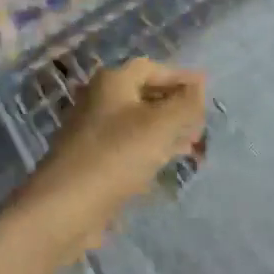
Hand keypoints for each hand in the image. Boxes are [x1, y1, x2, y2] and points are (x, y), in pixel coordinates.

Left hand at [23, 58, 207, 245]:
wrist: (66, 206)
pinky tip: (165, 164)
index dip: (180, 77)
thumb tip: (200, 86)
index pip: (152, 68)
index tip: (206, 92)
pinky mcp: (91, 160)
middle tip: (201, 123)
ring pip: (137, 123)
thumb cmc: (117, 155)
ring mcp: (92, 131)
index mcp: (112, 82)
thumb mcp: (162, 124)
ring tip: (192, 145)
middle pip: (143, 95)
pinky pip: (127, 147)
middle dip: (175, 106)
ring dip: (166, 131)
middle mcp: (98, 100)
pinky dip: (150, 150)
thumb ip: (186, 102)